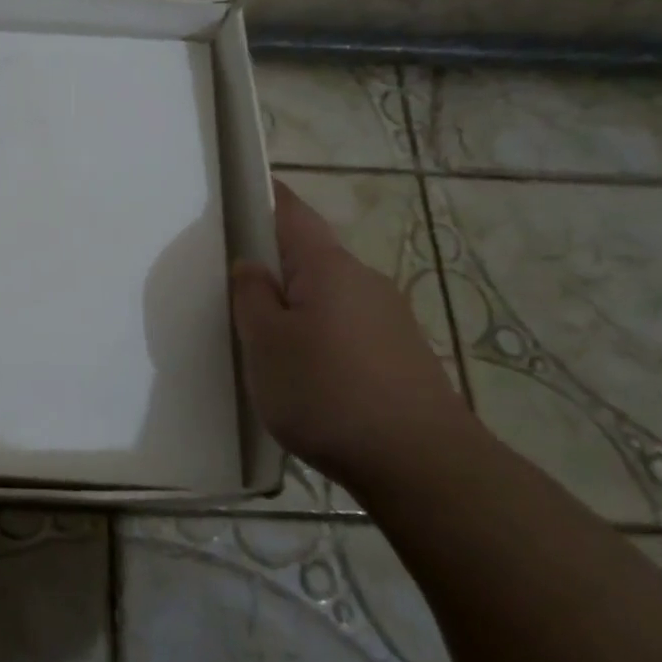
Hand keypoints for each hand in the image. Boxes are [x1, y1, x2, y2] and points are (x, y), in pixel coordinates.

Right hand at [231, 181, 470, 488]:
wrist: (423, 466)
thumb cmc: (327, 392)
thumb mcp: (265, 343)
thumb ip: (251, 296)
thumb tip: (252, 266)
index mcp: (328, 266)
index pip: (292, 212)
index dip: (267, 197)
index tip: (242, 195)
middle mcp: (365, 280)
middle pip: (311, 256)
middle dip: (277, 264)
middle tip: (238, 290)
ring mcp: (391, 318)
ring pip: (330, 295)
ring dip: (299, 305)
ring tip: (270, 342)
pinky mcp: (404, 355)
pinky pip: (350, 328)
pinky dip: (323, 336)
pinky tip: (311, 375)